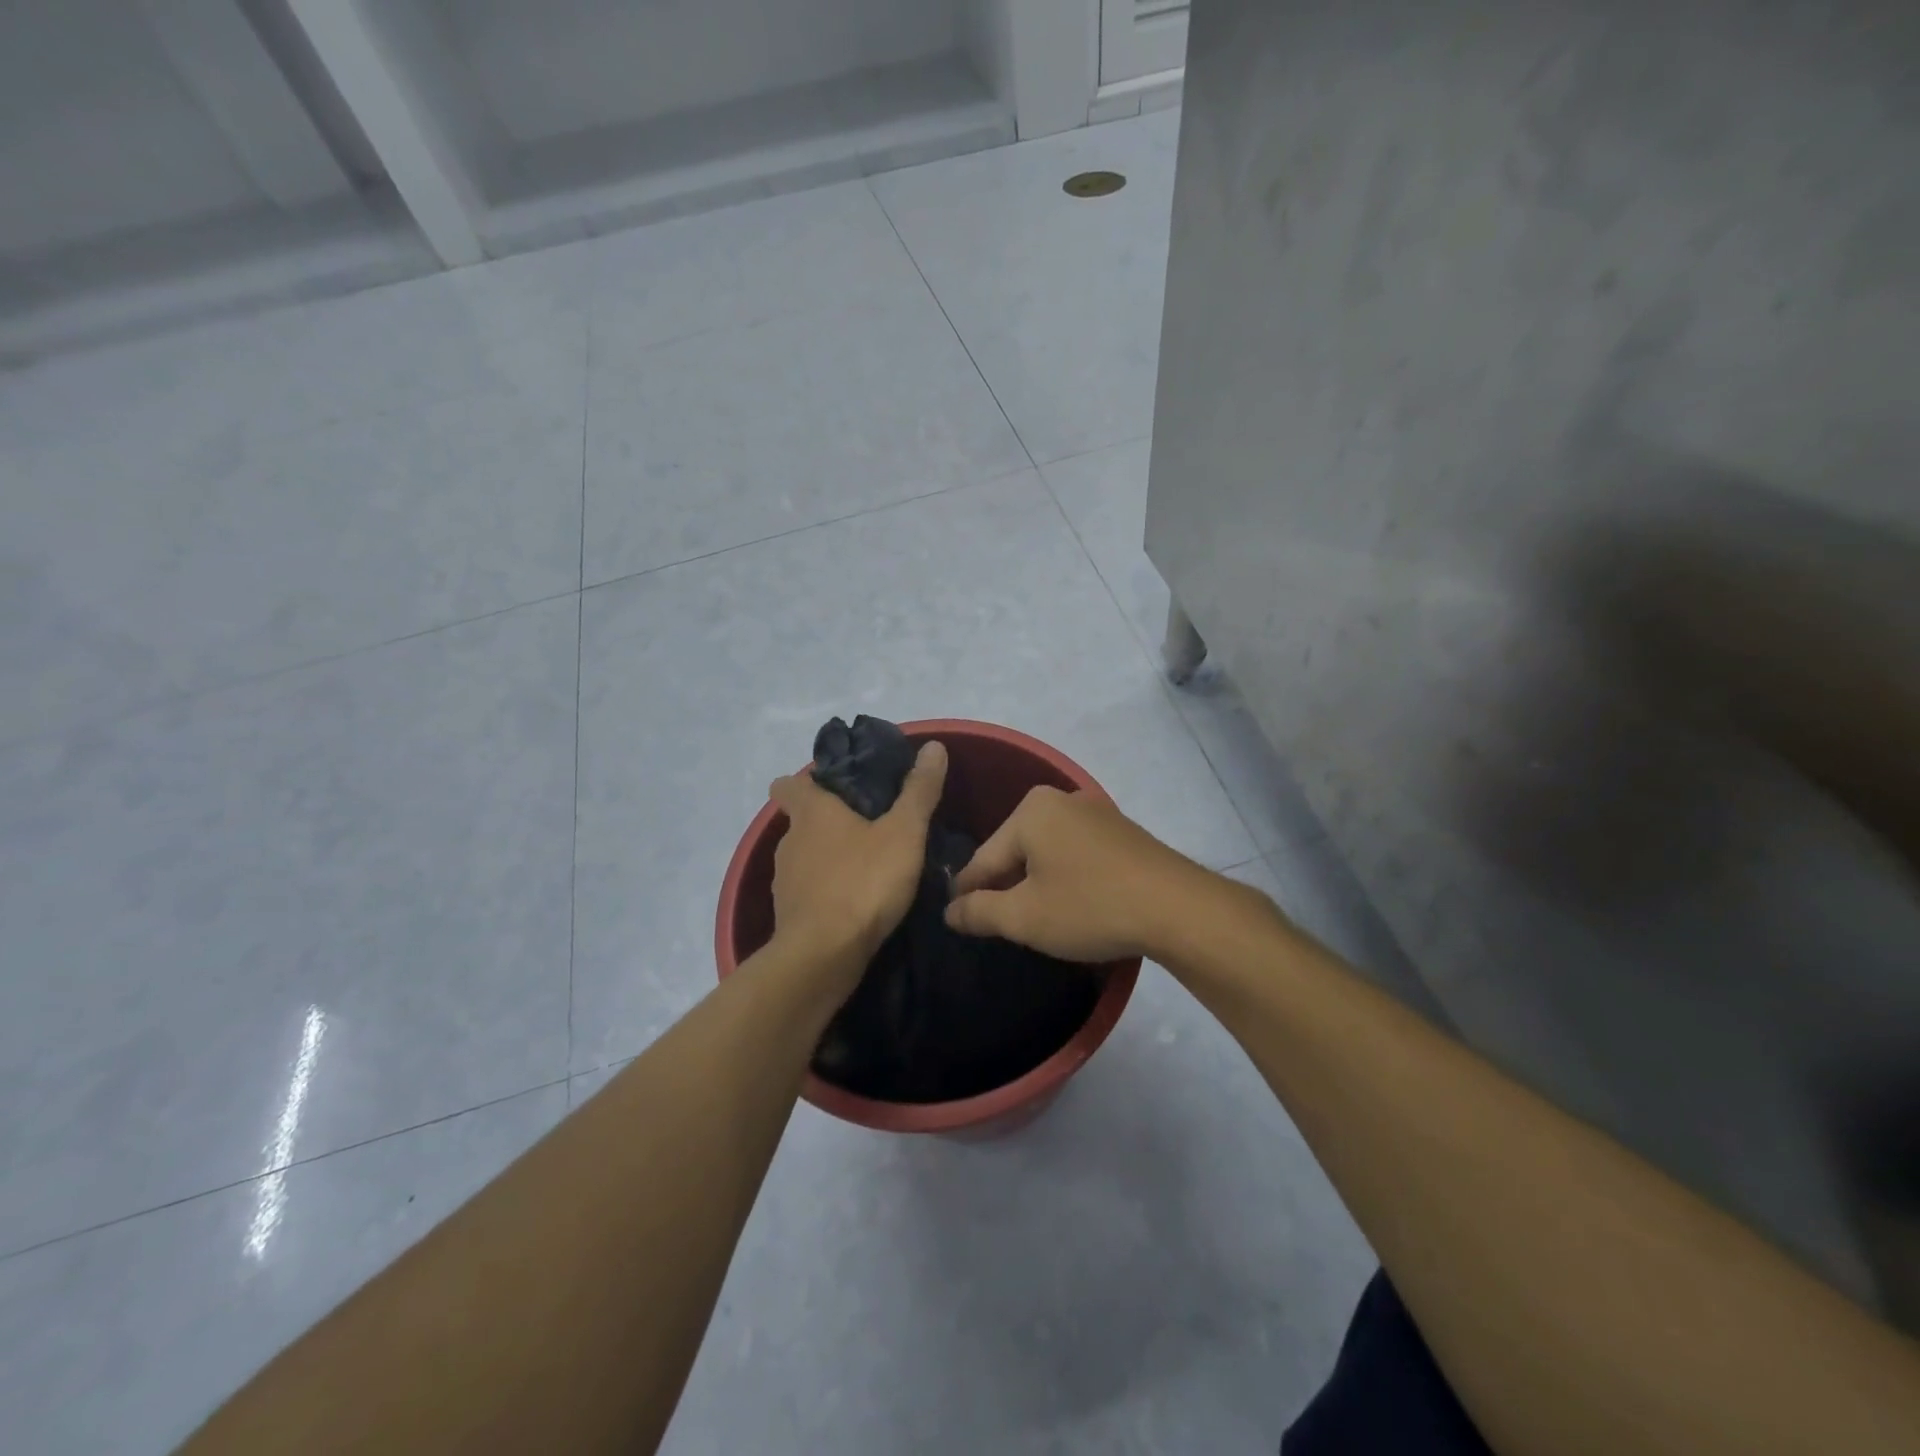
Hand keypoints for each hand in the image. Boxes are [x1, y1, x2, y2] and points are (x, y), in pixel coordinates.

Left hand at [765, 741, 947, 984]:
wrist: (824, 955)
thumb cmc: (863, 882)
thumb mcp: (904, 833)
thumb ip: (918, 791)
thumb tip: (933, 746)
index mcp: (811, 813)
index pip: (788, 784)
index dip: (806, 782)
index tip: (835, 787)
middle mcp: (789, 841)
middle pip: (801, 822)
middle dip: (828, 822)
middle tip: (868, 827)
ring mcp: (784, 881)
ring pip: (805, 858)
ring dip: (828, 859)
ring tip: (866, 867)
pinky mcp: (789, 915)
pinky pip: (808, 892)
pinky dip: (826, 892)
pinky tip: (854, 904)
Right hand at [944, 786, 1219, 962]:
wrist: (1177, 908)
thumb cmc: (1090, 906)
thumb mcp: (1025, 916)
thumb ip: (979, 911)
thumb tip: (949, 911)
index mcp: (1030, 810)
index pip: (984, 858)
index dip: (967, 893)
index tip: (954, 919)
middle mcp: (1060, 800)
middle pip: (1015, 850)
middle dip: (1004, 886)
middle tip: (997, 924)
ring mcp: (1095, 812)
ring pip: (1046, 851)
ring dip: (1036, 882)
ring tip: (1034, 917)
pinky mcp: (1121, 830)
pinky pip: (1075, 852)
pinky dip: (1066, 876)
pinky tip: (1072, 903)